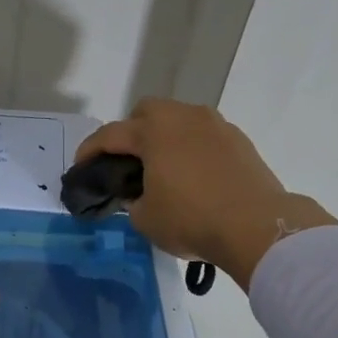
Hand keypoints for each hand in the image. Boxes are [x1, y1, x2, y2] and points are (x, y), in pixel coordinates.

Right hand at [76, 98, 336, 287]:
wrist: (257, 226)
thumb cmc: (192, 220)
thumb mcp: (146, 218)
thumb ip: (132, 199)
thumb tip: (137, 192)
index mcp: (154, 132)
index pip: (110, 134)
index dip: (89, 151)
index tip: (80, 168)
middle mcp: (184, 118)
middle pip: (147, 111)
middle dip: (131, 131)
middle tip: (127, 162)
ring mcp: (216, 126)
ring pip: (179, 120)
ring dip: (164, 138)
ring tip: (162, 169)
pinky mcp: (239, 140)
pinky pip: (204, 135)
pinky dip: (191, 148)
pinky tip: (192, 176)